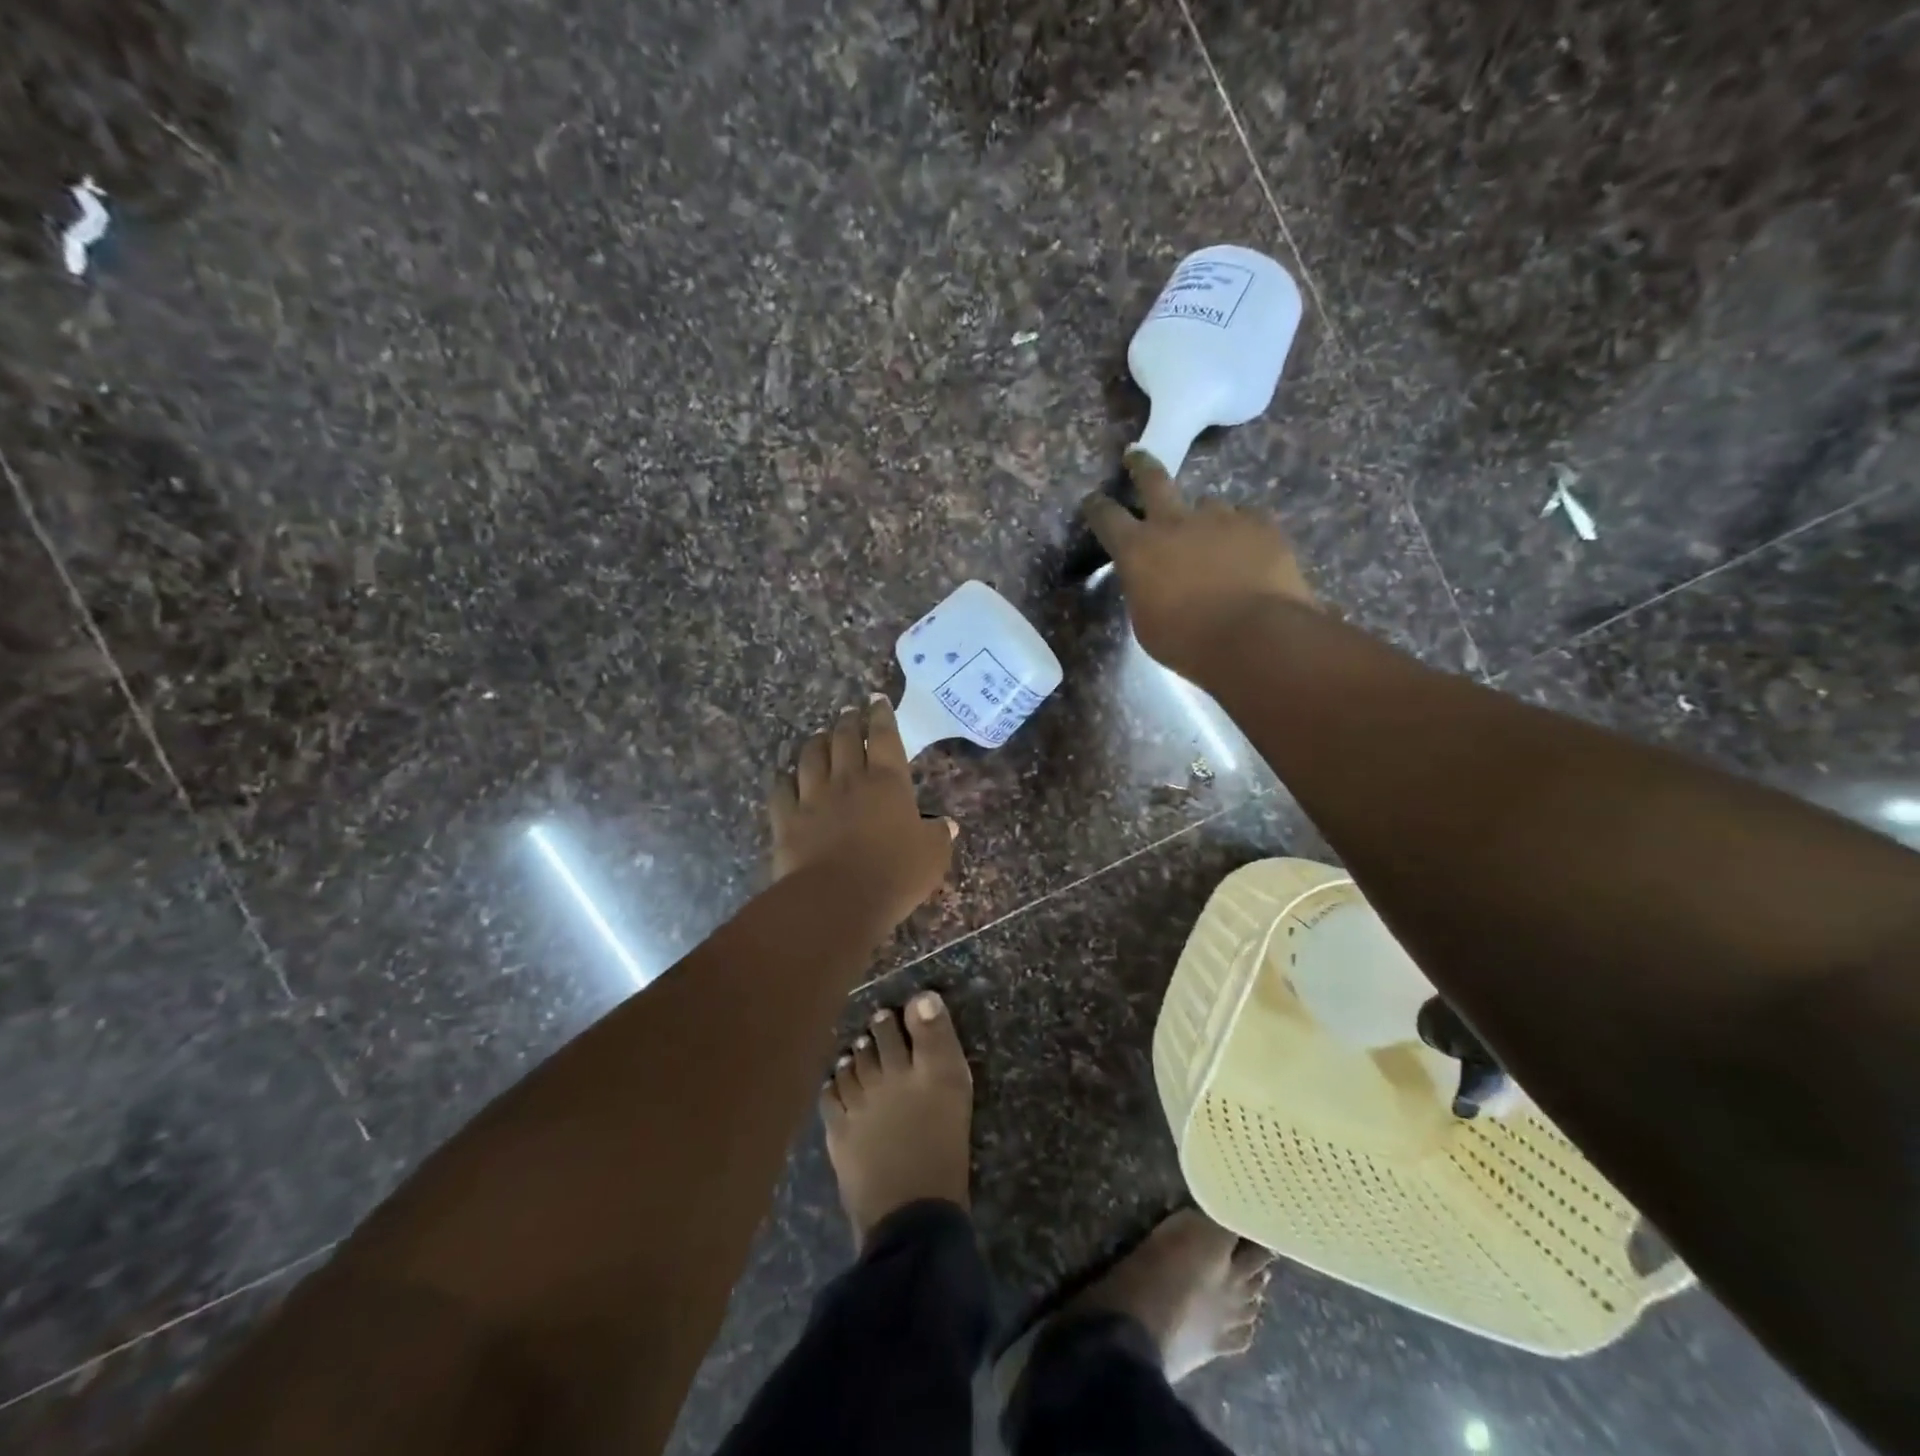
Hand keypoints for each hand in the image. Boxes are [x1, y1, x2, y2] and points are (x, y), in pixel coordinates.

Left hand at [769, 696, 956, 926]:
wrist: (838, 899)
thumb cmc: (895, 874)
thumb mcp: (932, 856)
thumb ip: (939, 836)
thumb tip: (947, 824)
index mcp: (888, 782)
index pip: (885, 736)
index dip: (882, 715)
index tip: (877, 700)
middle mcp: (849, 779)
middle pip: (845, 739)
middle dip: (848, 721)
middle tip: (849, 712)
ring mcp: (813, 797)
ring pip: (811, 757)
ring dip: (817, 742)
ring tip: (820, 735)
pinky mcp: (787, 819)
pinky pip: (782, 789)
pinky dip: (785, 778)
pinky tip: (786, 776)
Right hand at [1083, 451, 1315, 679]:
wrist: (1255, 636)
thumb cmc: (1188, 642)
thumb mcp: (1147, 623)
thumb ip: (1144, 591)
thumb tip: (1151, 579)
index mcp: (1138, 550)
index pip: (1107, 517)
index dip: (1097, 507)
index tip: (1093, 500)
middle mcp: (1175, 522)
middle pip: (1153, 480)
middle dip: (1140, 465)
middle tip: (1135, 455)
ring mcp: (1221, 518)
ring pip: (1207, 504)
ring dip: (1204, 518)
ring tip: (1213, 539)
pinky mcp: (1260, 524)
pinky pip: (1246, 519)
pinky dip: (1242, 532)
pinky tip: (1249, 552)